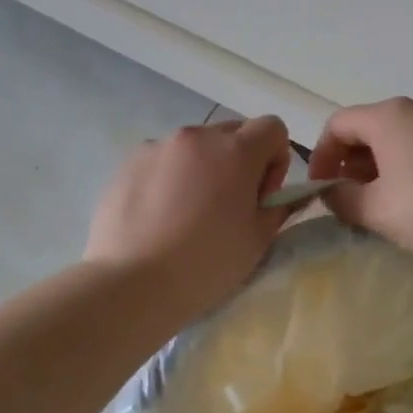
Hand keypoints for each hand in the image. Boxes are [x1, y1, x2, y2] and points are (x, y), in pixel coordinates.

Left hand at [85, 116, 294, 318]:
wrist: (132, 284)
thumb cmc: (206, 264)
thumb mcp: (258, 240)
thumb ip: (279, 208)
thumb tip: (285, 196)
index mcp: (235, 151)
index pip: (272, 127)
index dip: (276, 159)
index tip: (262, 196)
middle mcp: (196, 137)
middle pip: (232, 133)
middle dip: (240, 162)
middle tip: (229, 206)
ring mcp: (157, 147)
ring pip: (194, 148)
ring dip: (203, 169)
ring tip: (188, 215)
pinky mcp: (127, 164)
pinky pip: (162, 161)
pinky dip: (170, 179)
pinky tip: (159, 218)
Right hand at [307, 98, 412, 260]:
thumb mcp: (374, 210)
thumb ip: (341, 199)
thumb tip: (332, 192)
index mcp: (388, 116)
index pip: (338, 124)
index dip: (321, 156)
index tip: (321, 189)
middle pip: (371, 127)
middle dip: (352, 162)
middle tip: (350, 197)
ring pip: (402, 137)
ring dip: (383, 164)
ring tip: (385, 201)